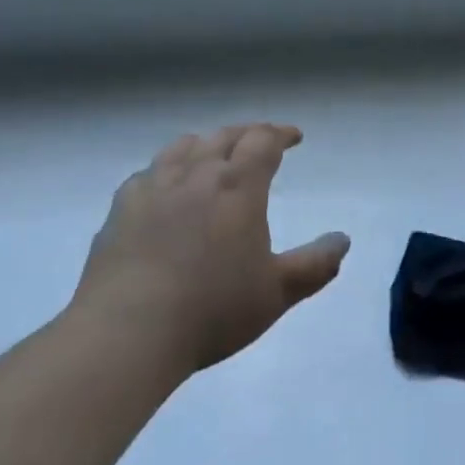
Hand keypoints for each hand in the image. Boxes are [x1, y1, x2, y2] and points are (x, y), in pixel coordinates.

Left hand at [72, 124, 349, 378]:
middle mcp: (197, 173)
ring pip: (184, 146)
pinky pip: (148, 173)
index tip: (294, 136)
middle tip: (260, 141)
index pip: (263, 140)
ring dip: (206, 144)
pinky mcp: (121, 208)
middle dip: (247, 134)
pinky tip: (164, 188)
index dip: (281, 133)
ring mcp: (154, 186)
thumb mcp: (276, 293)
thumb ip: (315, 265)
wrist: (127, 331)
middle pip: (225, 136)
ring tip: (213, 154)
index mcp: (238, 185)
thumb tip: (343, 240)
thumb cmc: (212, 309)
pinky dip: (166, 170)